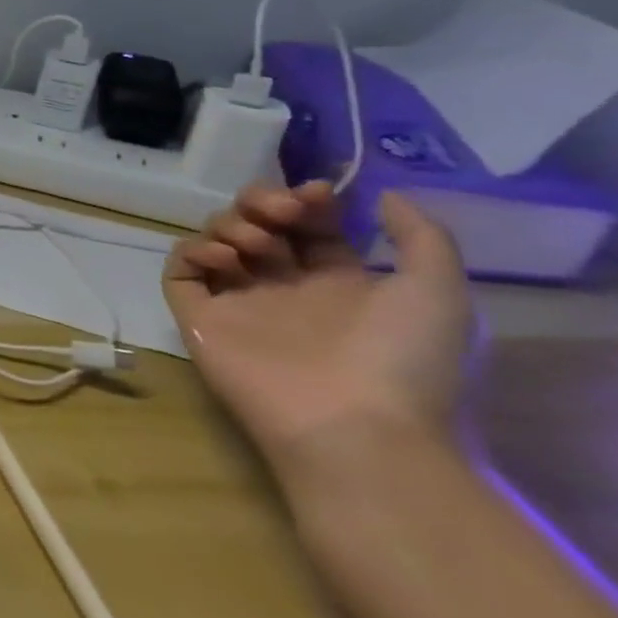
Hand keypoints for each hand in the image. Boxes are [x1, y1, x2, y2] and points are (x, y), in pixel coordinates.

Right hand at [162, 182, 474, 473]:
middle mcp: (282, 286)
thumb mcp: (438, 292)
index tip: (314, 193)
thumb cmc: (400, 359)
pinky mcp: (198, 314)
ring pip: (214, 238)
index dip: (305, 200)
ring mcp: (237, 300)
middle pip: (254, 223)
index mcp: (337, 283)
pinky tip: (224, 260)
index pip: (307, 225)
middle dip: (260, 201)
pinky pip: (179, 270)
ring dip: (231, 224)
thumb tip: (381, 194)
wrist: (351, 424)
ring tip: (257, 246)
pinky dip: (193, 251)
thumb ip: (421, 237)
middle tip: (280, 212)